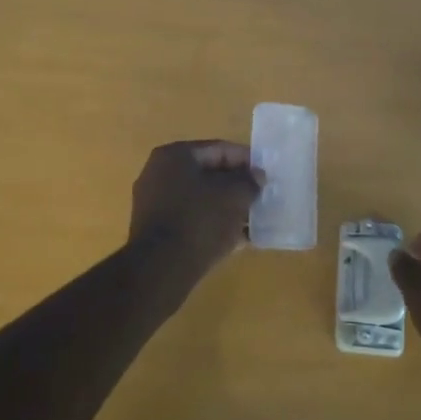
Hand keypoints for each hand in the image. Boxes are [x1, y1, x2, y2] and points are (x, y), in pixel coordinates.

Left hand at [128, 140, 263, 283]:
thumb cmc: (199, 220)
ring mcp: (153, 202)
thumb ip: (249, 181)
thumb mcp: (234, 196)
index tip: (266, 175)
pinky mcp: (155, 230)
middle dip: (235, 186)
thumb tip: (256, 177)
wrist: (161, 269)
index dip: (246, 160)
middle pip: (208, 174)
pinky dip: (212, 224)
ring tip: (252, 220)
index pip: (219, 149)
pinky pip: (191, 219)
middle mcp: (159, 173)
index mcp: (175, 156)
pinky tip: (235, 238)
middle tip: (260, 197)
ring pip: (200, 199)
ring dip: (226, 207)